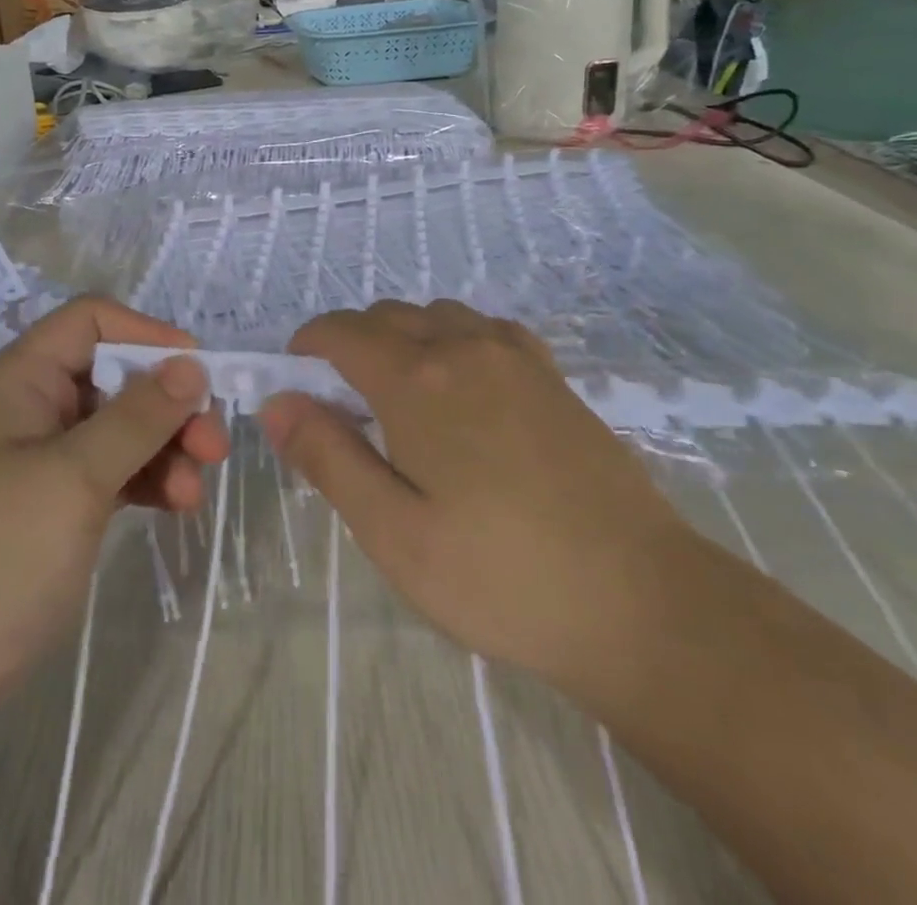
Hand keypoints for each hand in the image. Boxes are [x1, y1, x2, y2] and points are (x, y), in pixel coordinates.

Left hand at [0, 297, 226, 734]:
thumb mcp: (74, 477)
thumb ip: (138, 416)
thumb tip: (193, 364)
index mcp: (21, 379)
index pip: (91, 321)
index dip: (147, 335)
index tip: (199, 373)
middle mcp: (31, 408)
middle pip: (115, 377)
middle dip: (168, 404)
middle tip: (213, 447)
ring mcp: (40, 460)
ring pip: (120, 428)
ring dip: (165, 449)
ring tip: (194, 494)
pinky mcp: (51, 506)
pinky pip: (111, 471)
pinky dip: (146, 480)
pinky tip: (174, 506)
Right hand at [259, 300, 689, 696]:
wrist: (639, 601)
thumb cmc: (499, 576)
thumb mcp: (393, 532)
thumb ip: (329, 456)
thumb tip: (277, 402)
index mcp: (418, 380)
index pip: (343, 331)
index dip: (307, 347)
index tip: (296, 385)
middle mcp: (464, 347)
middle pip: (387, 315)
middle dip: (350, 345)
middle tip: (344, 409)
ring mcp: (515, 356)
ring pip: (436, 315)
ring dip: (403, 339)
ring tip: (402, 402)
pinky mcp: (552, 375)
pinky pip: (484, 329)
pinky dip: (453, 339)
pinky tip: (464, 391)